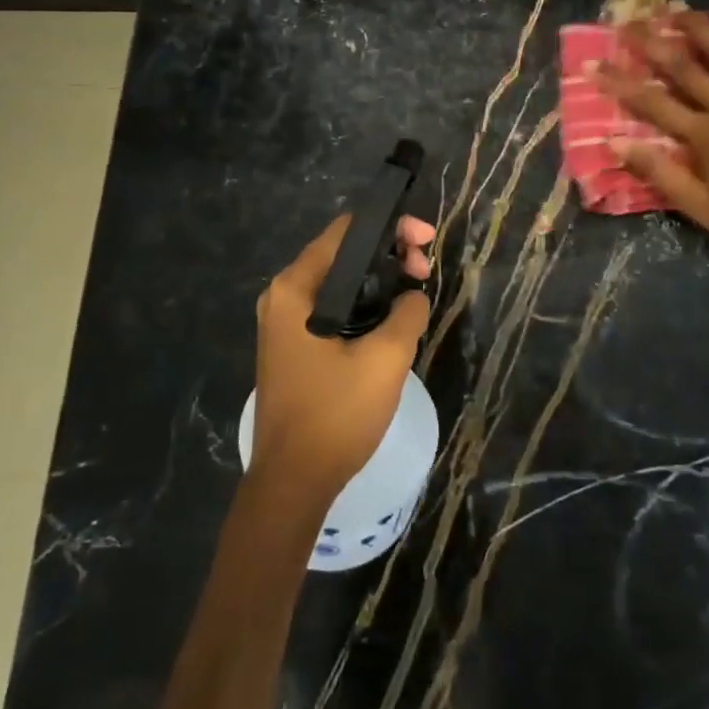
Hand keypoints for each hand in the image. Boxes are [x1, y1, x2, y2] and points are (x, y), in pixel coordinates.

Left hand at [250, 213, 434, 504]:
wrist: (293, 481)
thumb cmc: (336, 414)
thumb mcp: (386, 358)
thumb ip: (407, 312)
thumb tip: (413, 296)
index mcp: (295, 288)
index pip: (345, 231)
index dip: (391, 227)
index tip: (427, 241)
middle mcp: (282, 297)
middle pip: (341, 253)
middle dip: (388, 254)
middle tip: (425, 272)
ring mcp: (283, 324)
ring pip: (338, 283)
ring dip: (378, 281)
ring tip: (414, 293)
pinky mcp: (292, 347)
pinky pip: (331, 308)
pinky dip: (362, 304)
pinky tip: (390, 319)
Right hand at [591, 9, 708, 272]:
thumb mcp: (699, 207)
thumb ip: (659, 171)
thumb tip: (614, 142)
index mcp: (703, 137)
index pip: (651, 102)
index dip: (619, 81)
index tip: (592, 63)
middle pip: (685, 68)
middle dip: (653, 43)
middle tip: (629, 21)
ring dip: (700, 30)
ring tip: (677, 7)